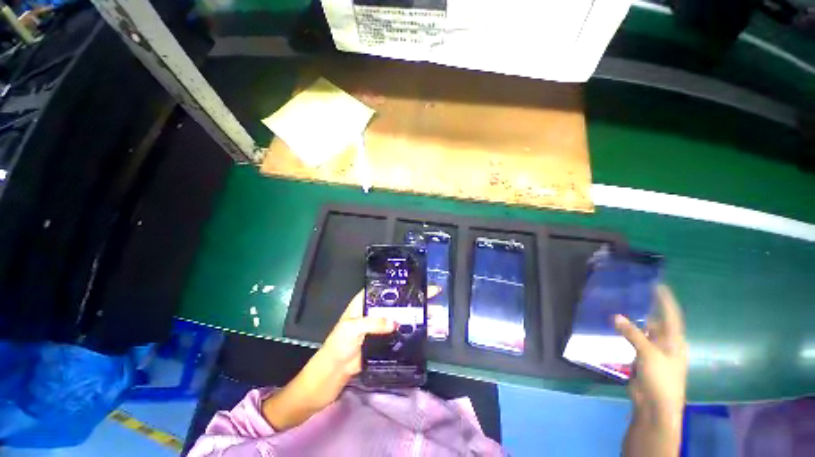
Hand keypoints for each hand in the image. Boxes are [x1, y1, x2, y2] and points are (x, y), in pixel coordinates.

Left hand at [318, 285, 440, 377]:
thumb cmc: (338, 346)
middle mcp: (372, 312)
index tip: (414, 280)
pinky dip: (409, 331)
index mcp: (363, 303)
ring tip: (431, 310)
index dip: (397, 284)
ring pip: (398, 317)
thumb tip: (396, 323)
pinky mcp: (382, 341)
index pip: (382, 288)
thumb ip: (373, 323)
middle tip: (430, 293)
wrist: (331, 375)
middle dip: (410, 298)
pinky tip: (423, 329)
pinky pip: (397, 333)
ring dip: (412, 314)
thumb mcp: (352, 329)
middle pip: (394, 302)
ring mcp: (378, 327)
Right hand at [615, 284, 687, 426]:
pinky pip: (633, 340)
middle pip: (656, 321)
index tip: (657, 285)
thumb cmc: (661, 378)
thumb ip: (632, 334)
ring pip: (643, 331)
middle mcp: (665, 343)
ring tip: (620, 306)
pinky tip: (615, 326)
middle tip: (631, 293)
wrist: (655, 405)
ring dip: (633, 321)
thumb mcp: (648, 354)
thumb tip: (615, 315)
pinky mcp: (642, 358)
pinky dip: (626, 332)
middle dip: (646, 308)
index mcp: (674, 341)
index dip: (665, 300)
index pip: (671, 315)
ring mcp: (653, 351)